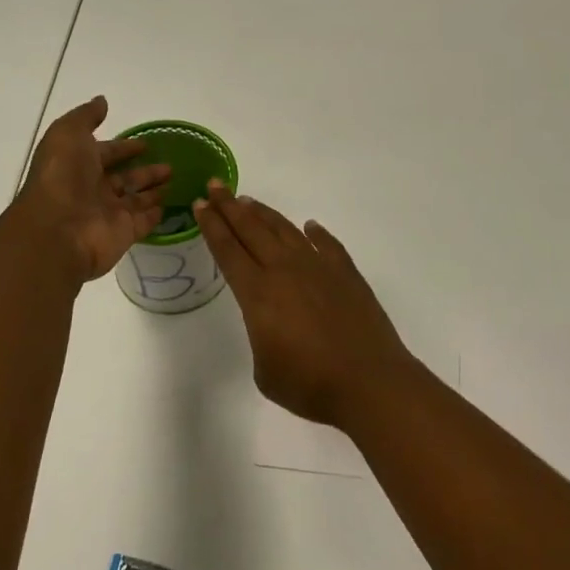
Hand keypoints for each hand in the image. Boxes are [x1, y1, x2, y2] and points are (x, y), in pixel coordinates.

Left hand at [16, 97, 171, 283]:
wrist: (57, 231)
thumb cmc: (62, 177)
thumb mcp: (68, 134)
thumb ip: (86, 117)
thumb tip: (102, 101)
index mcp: (78, 166)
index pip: (106, 154)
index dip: (124, 147)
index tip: (146, 143)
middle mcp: (93, 190)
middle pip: (124, 177)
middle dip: (144, 169)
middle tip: (170, 162)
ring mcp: (109, 214)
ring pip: (136, 198)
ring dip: (154, 188)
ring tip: (176, 177)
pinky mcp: (124, 233)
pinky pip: (144, 221)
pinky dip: (155, 213)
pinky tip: (170, 204)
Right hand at [195, 182, 414, 430]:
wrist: (369, 382)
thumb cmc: (310, 384)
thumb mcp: (265, 370)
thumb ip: (262, 336)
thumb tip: (275, 323)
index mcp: (258, 293)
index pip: (228, 250)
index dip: (212, 226)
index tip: (200, 204)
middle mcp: (285, 270)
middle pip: (251, 229)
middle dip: (229, 206)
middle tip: (215, 185)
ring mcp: (318, 267)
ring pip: (285, 230)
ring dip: (264, 214)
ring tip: (248, 200)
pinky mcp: (346, 273)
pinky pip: (327, 244)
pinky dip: (316, 233)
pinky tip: (310, 227)